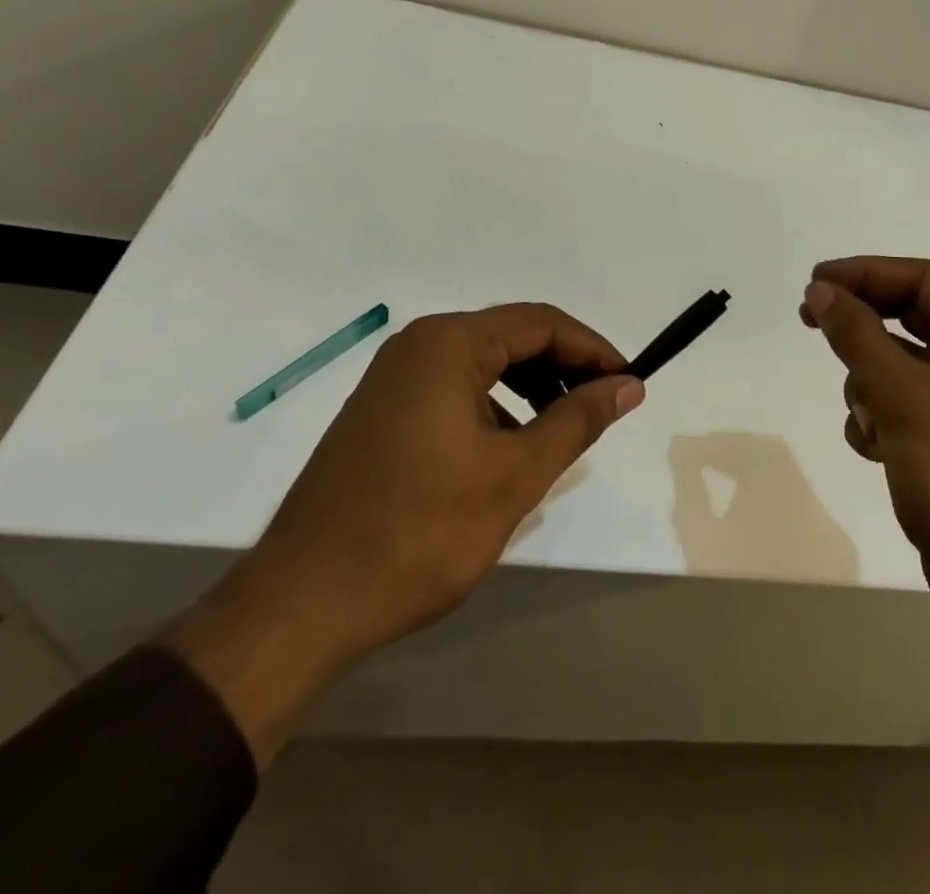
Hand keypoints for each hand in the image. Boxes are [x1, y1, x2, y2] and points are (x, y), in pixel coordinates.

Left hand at [165, 304, 643, 762]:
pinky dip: (493, 408)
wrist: (301, 605)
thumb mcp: (515, 474)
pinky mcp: (379, 413)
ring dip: (529, 388)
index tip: (628, 381)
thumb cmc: (420, 531)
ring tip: (560, 431)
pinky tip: (506, 453)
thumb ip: (577, 420)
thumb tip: (628, 384)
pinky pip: (453, 390)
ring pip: (482, 365)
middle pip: (511, 337)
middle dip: (563, 367)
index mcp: (448, 344)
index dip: (592, 348)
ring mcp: (392, 379)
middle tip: (601, 406)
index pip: (541, 323)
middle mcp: (417, 346)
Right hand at [801, 257, 929, 771]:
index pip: (921, 278)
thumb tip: (820, 290)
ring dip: (869, 383)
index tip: (813, 282)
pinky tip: (876, 447)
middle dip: (861, 329)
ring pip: (900, 362)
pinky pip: (905, 402)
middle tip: (808, 321)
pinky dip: (881, 415)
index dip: (863, 273)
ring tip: (867, 416)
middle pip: (909, 318)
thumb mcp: (899, 392)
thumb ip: (856, 333)